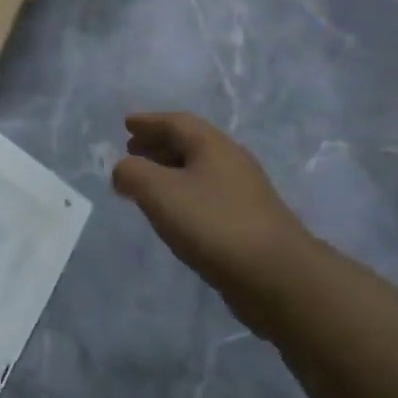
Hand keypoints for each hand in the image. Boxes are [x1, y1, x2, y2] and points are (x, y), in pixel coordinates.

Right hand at [111, 112, 313, 311]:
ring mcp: (243, 192)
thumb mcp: (159, 192)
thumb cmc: (212, 224)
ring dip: (169, 169)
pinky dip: (182, 193)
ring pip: (198, 170)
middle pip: (190, 143)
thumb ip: (132, 173)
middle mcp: (231, 162)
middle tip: (131, 150)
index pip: (176, 122)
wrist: (275, 275)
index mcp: (213, 146)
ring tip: (145, 181)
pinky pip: (206, 194)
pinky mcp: (247, 221)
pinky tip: (172, 211)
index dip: (149, 122)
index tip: (127, 123)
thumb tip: (122, 169)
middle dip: (158, 144)